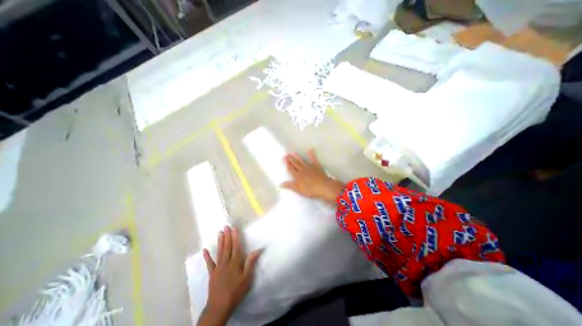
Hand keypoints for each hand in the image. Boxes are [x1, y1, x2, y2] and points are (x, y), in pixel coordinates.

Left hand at [198, 226, 261, 325]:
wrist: (220, 306)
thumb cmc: (236, 291)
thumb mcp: (247, 278)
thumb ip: (251, 262)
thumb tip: (258, 249)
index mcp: (235, 262)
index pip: (236, 246)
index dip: (235, 236)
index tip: (234, 227)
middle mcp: (226, 262)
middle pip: (227, 246)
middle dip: (227, 235)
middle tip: (226, 226)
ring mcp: (218, 267)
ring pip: (220, 251)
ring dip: (220, 241)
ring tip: (220, 233)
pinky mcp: (212, 273)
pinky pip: (209, 263)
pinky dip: (207, 256)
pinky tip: (204, 250)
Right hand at [279, 149, 340, 204]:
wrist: (323, 186)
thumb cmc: (311, 190)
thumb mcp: (299, 190)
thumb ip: (290, 186)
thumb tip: (280, 184)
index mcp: (298, 176)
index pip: (291, 169)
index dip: (287, 164)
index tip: (284, 158)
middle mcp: (302, 169)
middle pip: (295, 164)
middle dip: (290, 159)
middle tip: (287, 154)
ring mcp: (309, 166)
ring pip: (301, 160)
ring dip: (297, 156)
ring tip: (293, 152)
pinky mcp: (316, 165)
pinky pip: (313, 158)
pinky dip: (311, 154)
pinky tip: (310, 149)